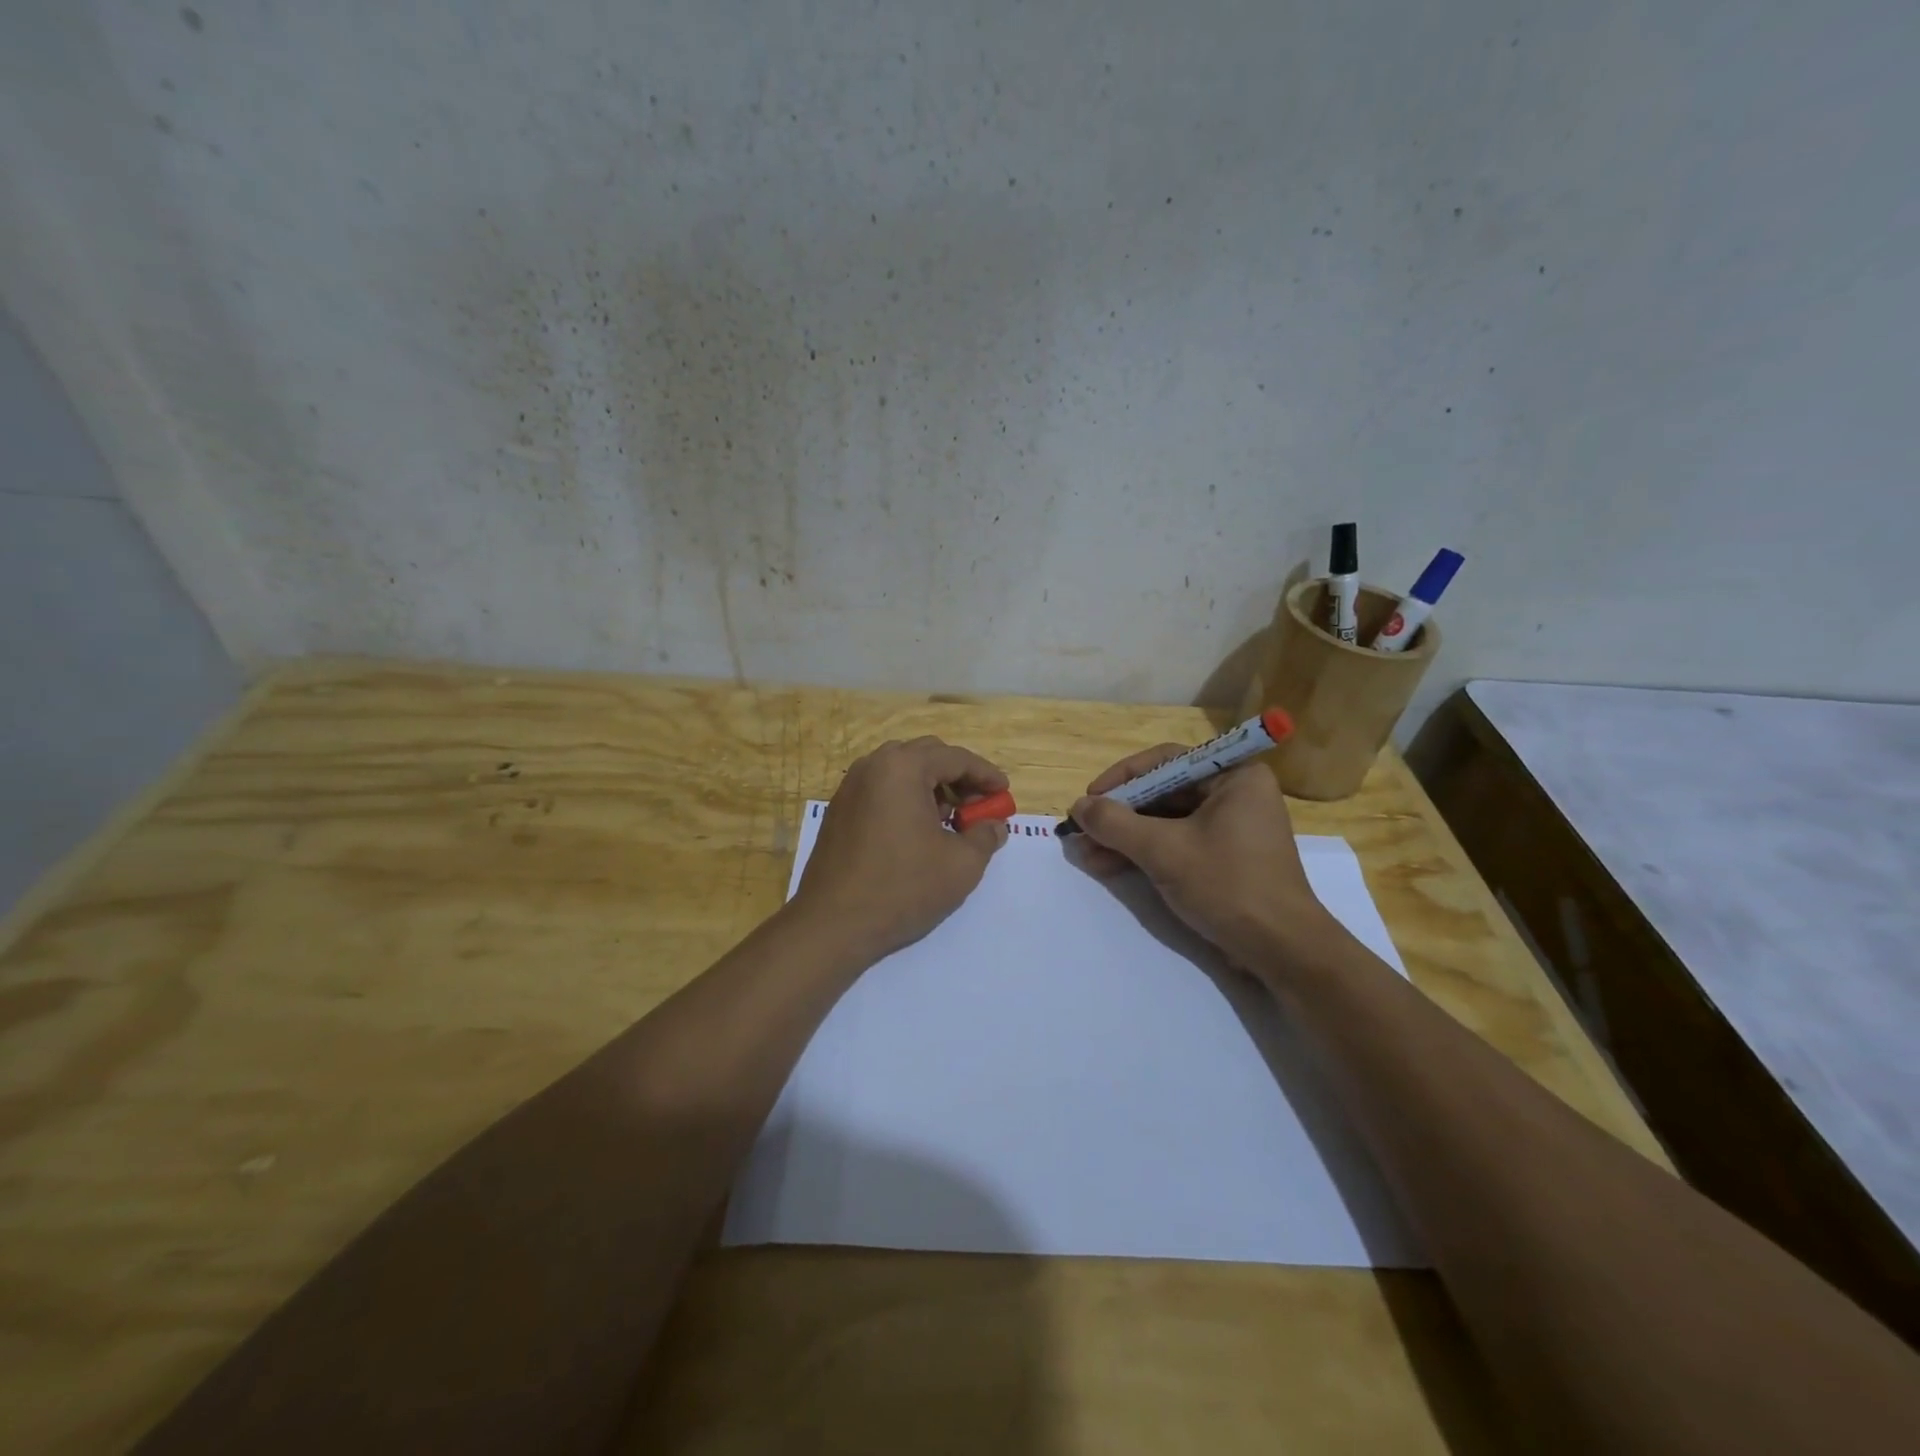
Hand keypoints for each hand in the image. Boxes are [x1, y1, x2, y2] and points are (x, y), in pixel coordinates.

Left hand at [792, 736, 1010, 960]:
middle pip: (926, 756)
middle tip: (979, 805)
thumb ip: (985, 836)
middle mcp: (872, 766)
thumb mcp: (961, 864)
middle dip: (958, 777)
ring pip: (901, 772)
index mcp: (902, 768)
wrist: (833, 924)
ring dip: (931, 787)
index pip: (955, 758)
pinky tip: (919, 832)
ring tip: (951, 820)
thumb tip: (995, 825)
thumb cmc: (903, 887)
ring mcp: (850, 787)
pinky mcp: (839, 810)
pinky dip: (906, 799)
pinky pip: (881, 790)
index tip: (1004, 793)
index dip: (986, 774)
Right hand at [1069, 745, 1338, 972]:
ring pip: (1166, 822)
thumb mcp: (1164, 851)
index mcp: (1234, 777)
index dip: (1122, 778)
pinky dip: (1144, 853)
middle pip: (1164, 793)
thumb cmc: (1228, 886)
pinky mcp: (1225, 858)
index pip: (1166, 761)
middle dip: (1120, 815)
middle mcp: (1235, 794)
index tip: (1090, 798)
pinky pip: (1177, 843)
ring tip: (1086, 854)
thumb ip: (1116, 824)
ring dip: (1125, 838)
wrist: (1282, 950)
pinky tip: (1109, 866)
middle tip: (1082, 831)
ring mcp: (1231, 828)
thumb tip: (1078, 806)